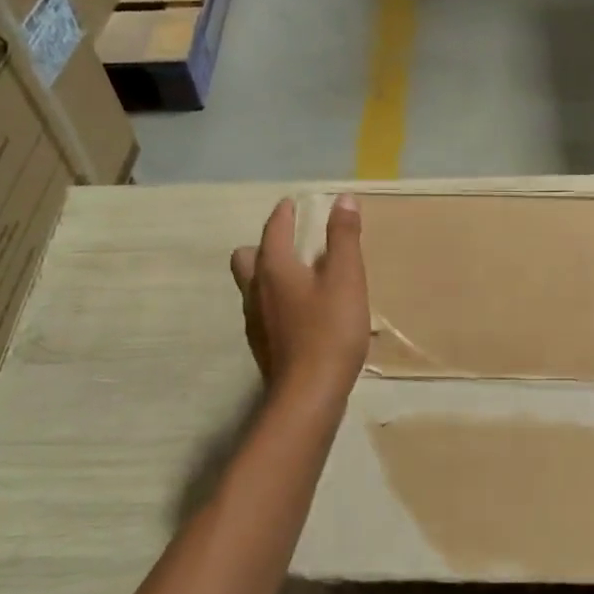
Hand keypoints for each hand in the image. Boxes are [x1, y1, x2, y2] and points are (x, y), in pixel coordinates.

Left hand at [231, 195, 370, 401]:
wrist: (309, 394)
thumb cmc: (330, 330)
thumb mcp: (346, 278)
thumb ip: (344, 237)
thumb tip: (342, 199)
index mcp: (274, 268)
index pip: (273, 230)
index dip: (283, 214)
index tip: (291, 204)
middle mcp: (256, 290)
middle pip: (247, 258)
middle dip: (264, 245)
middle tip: (289, 243)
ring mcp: (255, 321)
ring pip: (252, 287)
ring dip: (268, 274)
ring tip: (298, 276)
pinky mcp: (262, 346)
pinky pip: (262, 311)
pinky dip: (275, 302)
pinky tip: (299, 314)